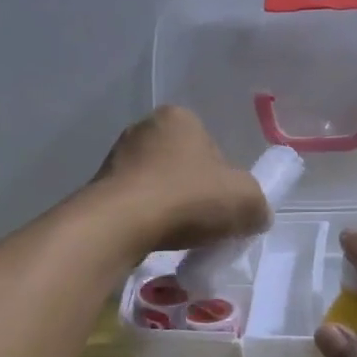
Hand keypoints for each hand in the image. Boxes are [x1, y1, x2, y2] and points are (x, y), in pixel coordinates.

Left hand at [91, 106, 270, 252]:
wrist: (120, 224)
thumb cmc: (187, 198)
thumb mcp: (245, 200)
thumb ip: (257, 204)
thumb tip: (255, 215)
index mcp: (179, 117)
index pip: (212, 148)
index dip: (223, 180)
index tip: (223, 207)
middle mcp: (144, 128)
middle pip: (183, 166)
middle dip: (194, 193)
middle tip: (204, 224)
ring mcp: (116, 157)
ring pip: (157, 186)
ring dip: (169, 208)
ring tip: (177, 236)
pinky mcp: (99, 187)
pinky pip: (134, 204)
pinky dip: (146, 220)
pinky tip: (152, 239)